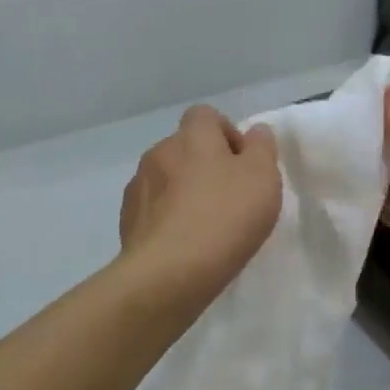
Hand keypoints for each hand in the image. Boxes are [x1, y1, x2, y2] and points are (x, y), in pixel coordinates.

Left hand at [119, 104, 281, 306]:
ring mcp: (138, 187)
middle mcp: (159, 152)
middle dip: (206, 166)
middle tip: (230, 198)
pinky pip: (153, 209)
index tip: (243, 164)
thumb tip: (255, 132)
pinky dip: (168, 219)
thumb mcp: (262, 177)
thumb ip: (262, 148)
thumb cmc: (224, 216)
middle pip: (185, 148)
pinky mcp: (127, 221)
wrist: (168, 273)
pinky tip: (184, 244)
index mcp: (192, 136)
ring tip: (206, 226)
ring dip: (184, 192)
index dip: (226, 133)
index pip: (206, 116)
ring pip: (167, 179)